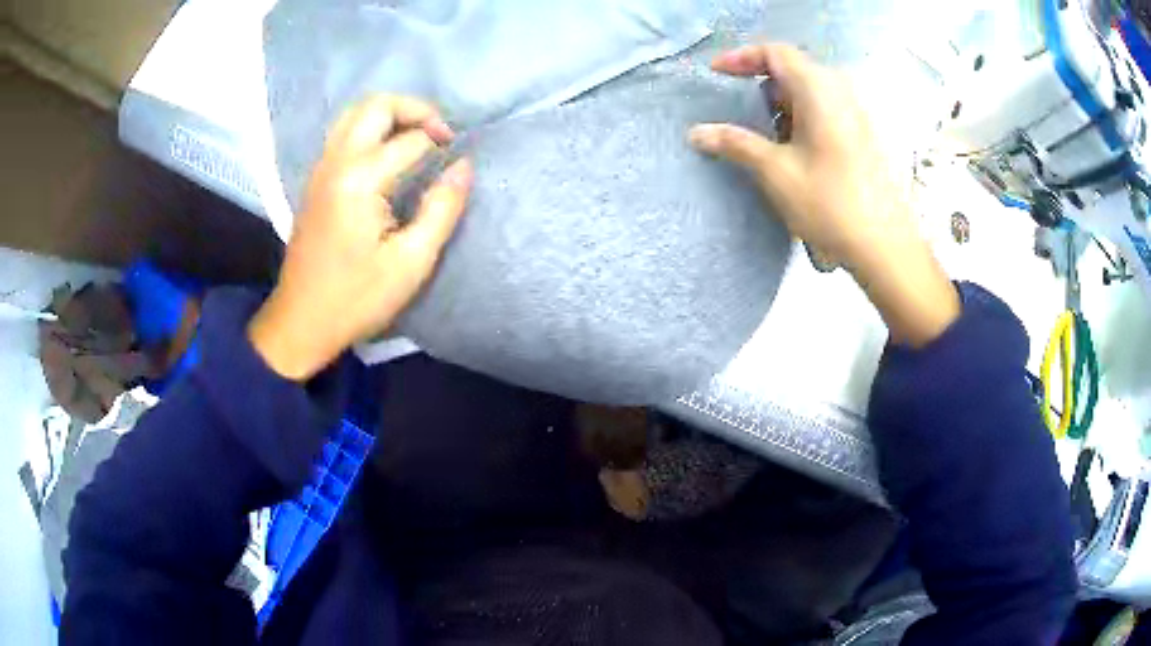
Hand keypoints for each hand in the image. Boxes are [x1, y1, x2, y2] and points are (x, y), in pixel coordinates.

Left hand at [249, 95, 472, 379]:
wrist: (301, 321)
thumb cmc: (356, 298)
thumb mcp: (411, 262)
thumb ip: (442, 209)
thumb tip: (463, 167)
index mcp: (360, 180)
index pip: (411, 139)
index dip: (441, 143)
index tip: (458, 161)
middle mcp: (336, 162)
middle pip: (376, 105)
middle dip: (415, 109)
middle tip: (439, 135)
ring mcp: (320, 168)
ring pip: (355, 113)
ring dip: (390, 115)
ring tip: (416, 140)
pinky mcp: (314, 180)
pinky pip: (343, 133)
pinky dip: (370, 129)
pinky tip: (386, 156)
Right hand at [689, 43, 958, 346]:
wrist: (884, 246)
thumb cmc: (829, 203)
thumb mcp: (775, 171)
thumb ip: (735, 144)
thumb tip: (696, 133)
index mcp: (819, 90)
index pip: (775, 52)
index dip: (741, 57)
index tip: (716, 73)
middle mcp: (841, 92)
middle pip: (793, 69)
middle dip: (761, 83)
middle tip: (741, 109)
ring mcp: (857, 114)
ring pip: (810, 91)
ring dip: (782, 104)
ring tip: (767, 136)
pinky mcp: (863, 136)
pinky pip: (826, 110)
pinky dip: (802, 118)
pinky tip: (796, 151)